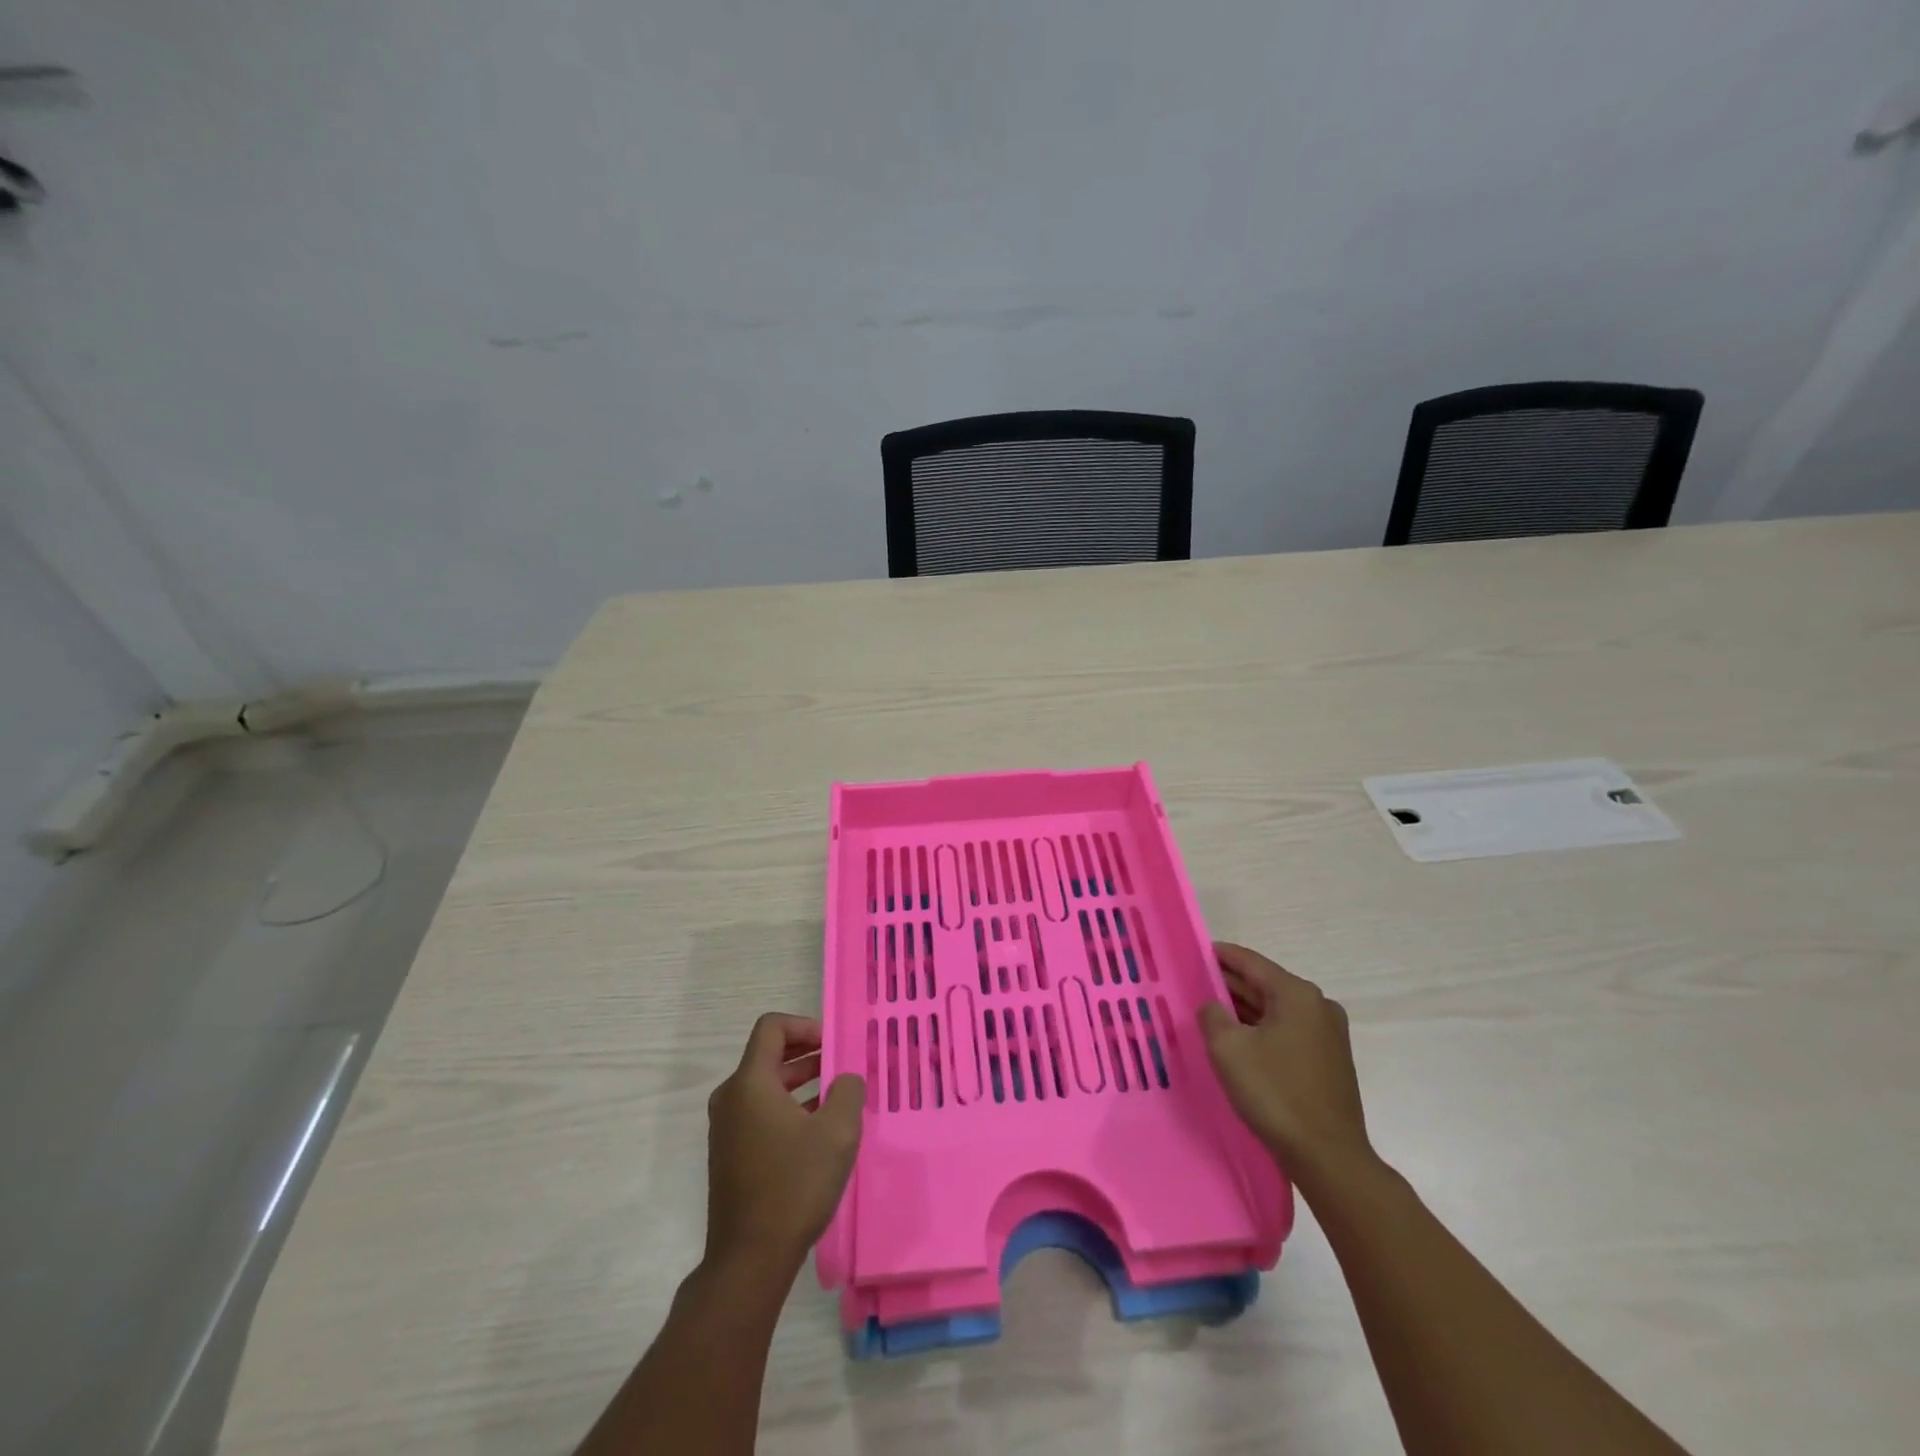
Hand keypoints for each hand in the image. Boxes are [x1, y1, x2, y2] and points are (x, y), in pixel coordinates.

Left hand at [704, 1013, 864, 1276]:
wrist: (750, 1260)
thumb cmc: (795, 1185)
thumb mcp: (837, 1131)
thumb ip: (848, 1091)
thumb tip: (844, 1080)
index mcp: (750, 1083)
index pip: (772, 1028)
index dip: (805, 1025)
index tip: (833, 1045)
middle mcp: (731, 1098)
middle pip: (769, 1056)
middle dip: (808, 1055)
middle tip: (841, 1068)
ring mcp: (727, 1129)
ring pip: (766, 1087)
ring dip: (801, 1084)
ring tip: (836, 1099)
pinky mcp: (730, 1156)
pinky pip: (760, 1114)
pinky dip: (788, 1110)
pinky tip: (817, 1133)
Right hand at [1199, 944, 1373, 1186]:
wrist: (1328, 1157)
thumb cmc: (1275, 1093)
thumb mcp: (1228, 1048)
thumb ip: (1212, 1015)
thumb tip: (1213, 1007)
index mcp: (1297, 994)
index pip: (1250, 962)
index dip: (1219, 955)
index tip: (1193, 951)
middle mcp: (1318, 1006)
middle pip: (1264, 984)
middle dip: (1229, 984)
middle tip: (1194, 984)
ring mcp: (1328, 1034)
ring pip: (1275, 1009)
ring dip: (1244, 1009)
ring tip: (1209, 1012)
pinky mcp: (1329, 1060)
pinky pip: (1286, 1031)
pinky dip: (1261, 1029)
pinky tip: (1238, 1040)